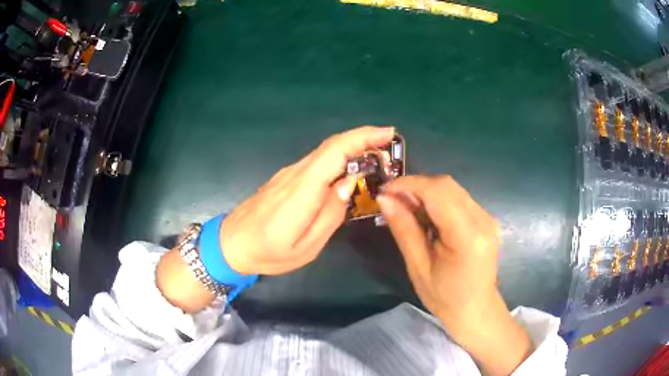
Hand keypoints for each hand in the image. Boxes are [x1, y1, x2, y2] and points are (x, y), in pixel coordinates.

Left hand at [220, 126, 395, 274]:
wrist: (231, 244)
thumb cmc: (268, 252)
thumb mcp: (306, 247)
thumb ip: (330, 215)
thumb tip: (348, 184)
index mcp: (302, 191)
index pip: (335, 152)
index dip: (363, 138)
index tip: (388, 134)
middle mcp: (295, 174)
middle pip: (332, 146)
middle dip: (364, 138)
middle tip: (389, 146)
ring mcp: (288, 174)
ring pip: (325, 152)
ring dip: (352, 148)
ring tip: (377, 158)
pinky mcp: (286, 178)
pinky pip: (316, 162)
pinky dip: (338, 158)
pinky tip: (349, 170)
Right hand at [377, 176, 531, 375]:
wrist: (476, 310)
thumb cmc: (445, 297)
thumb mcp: (418, 267)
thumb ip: (404, 229)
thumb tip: (384, 199)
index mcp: (468, 236)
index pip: (438, 192)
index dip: (409, 185)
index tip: (384, 190)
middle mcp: (483, 219)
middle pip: (446, 185)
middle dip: (416, 186)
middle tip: (392, 200)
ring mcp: (487, 217)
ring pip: (452, 189)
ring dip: (426, 192)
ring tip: (405, 207)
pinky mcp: (486, 219)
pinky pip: (459, 198)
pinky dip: (438, 200)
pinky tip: (425, 214)